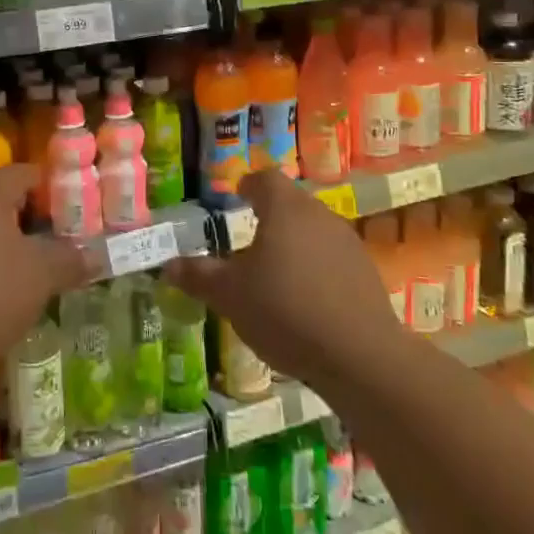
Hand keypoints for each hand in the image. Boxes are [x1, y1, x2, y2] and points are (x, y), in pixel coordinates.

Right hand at [165, 169, 401, 389]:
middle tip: (249, 236)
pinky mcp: (366, 272)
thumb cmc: (284, 311)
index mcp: (284, 208)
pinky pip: (332, 257)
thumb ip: (198, 276)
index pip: (264, 179)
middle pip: (291, 202)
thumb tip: (167, 265)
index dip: (248, 184)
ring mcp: (347, 242)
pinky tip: (306, 297)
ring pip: (313, 229)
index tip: (236, 194)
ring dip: (294, 241)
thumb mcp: (229, 295)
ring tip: (275, 269)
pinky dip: (316, 266)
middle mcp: (318, 214)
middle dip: (270, 214)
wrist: (360, 355)